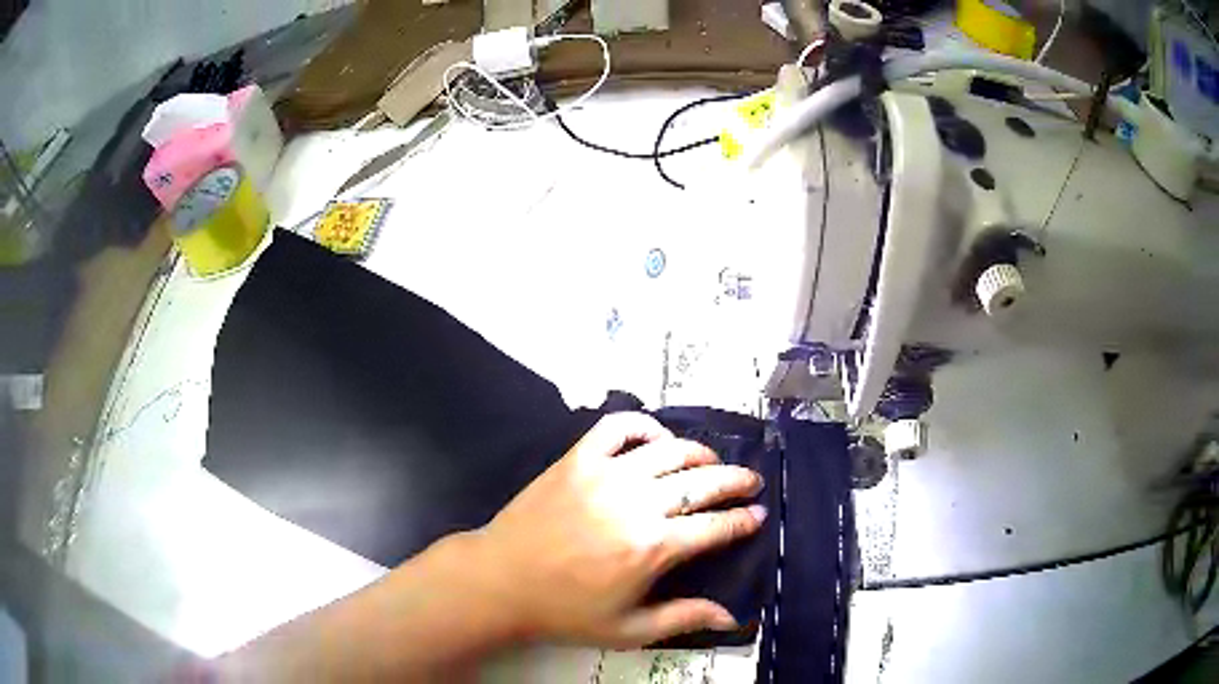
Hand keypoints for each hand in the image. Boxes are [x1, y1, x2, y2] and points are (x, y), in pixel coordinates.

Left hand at [469, 412, 766, 647]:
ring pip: (669, 452)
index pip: (715, 527)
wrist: (501, 581)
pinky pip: (618, 428)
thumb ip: (683, 618)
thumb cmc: (565, 611)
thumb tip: (733, 618)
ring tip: (711, 462)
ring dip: (699, 454)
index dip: (743, 520)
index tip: (758, 514)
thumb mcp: (628, 629)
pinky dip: (644, 425)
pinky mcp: (577, 459)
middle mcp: (637, 504)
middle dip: (735, 481)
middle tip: (750, 481)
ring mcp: (606, 475)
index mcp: (653, 548)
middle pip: (701, 483)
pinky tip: (657, 439)